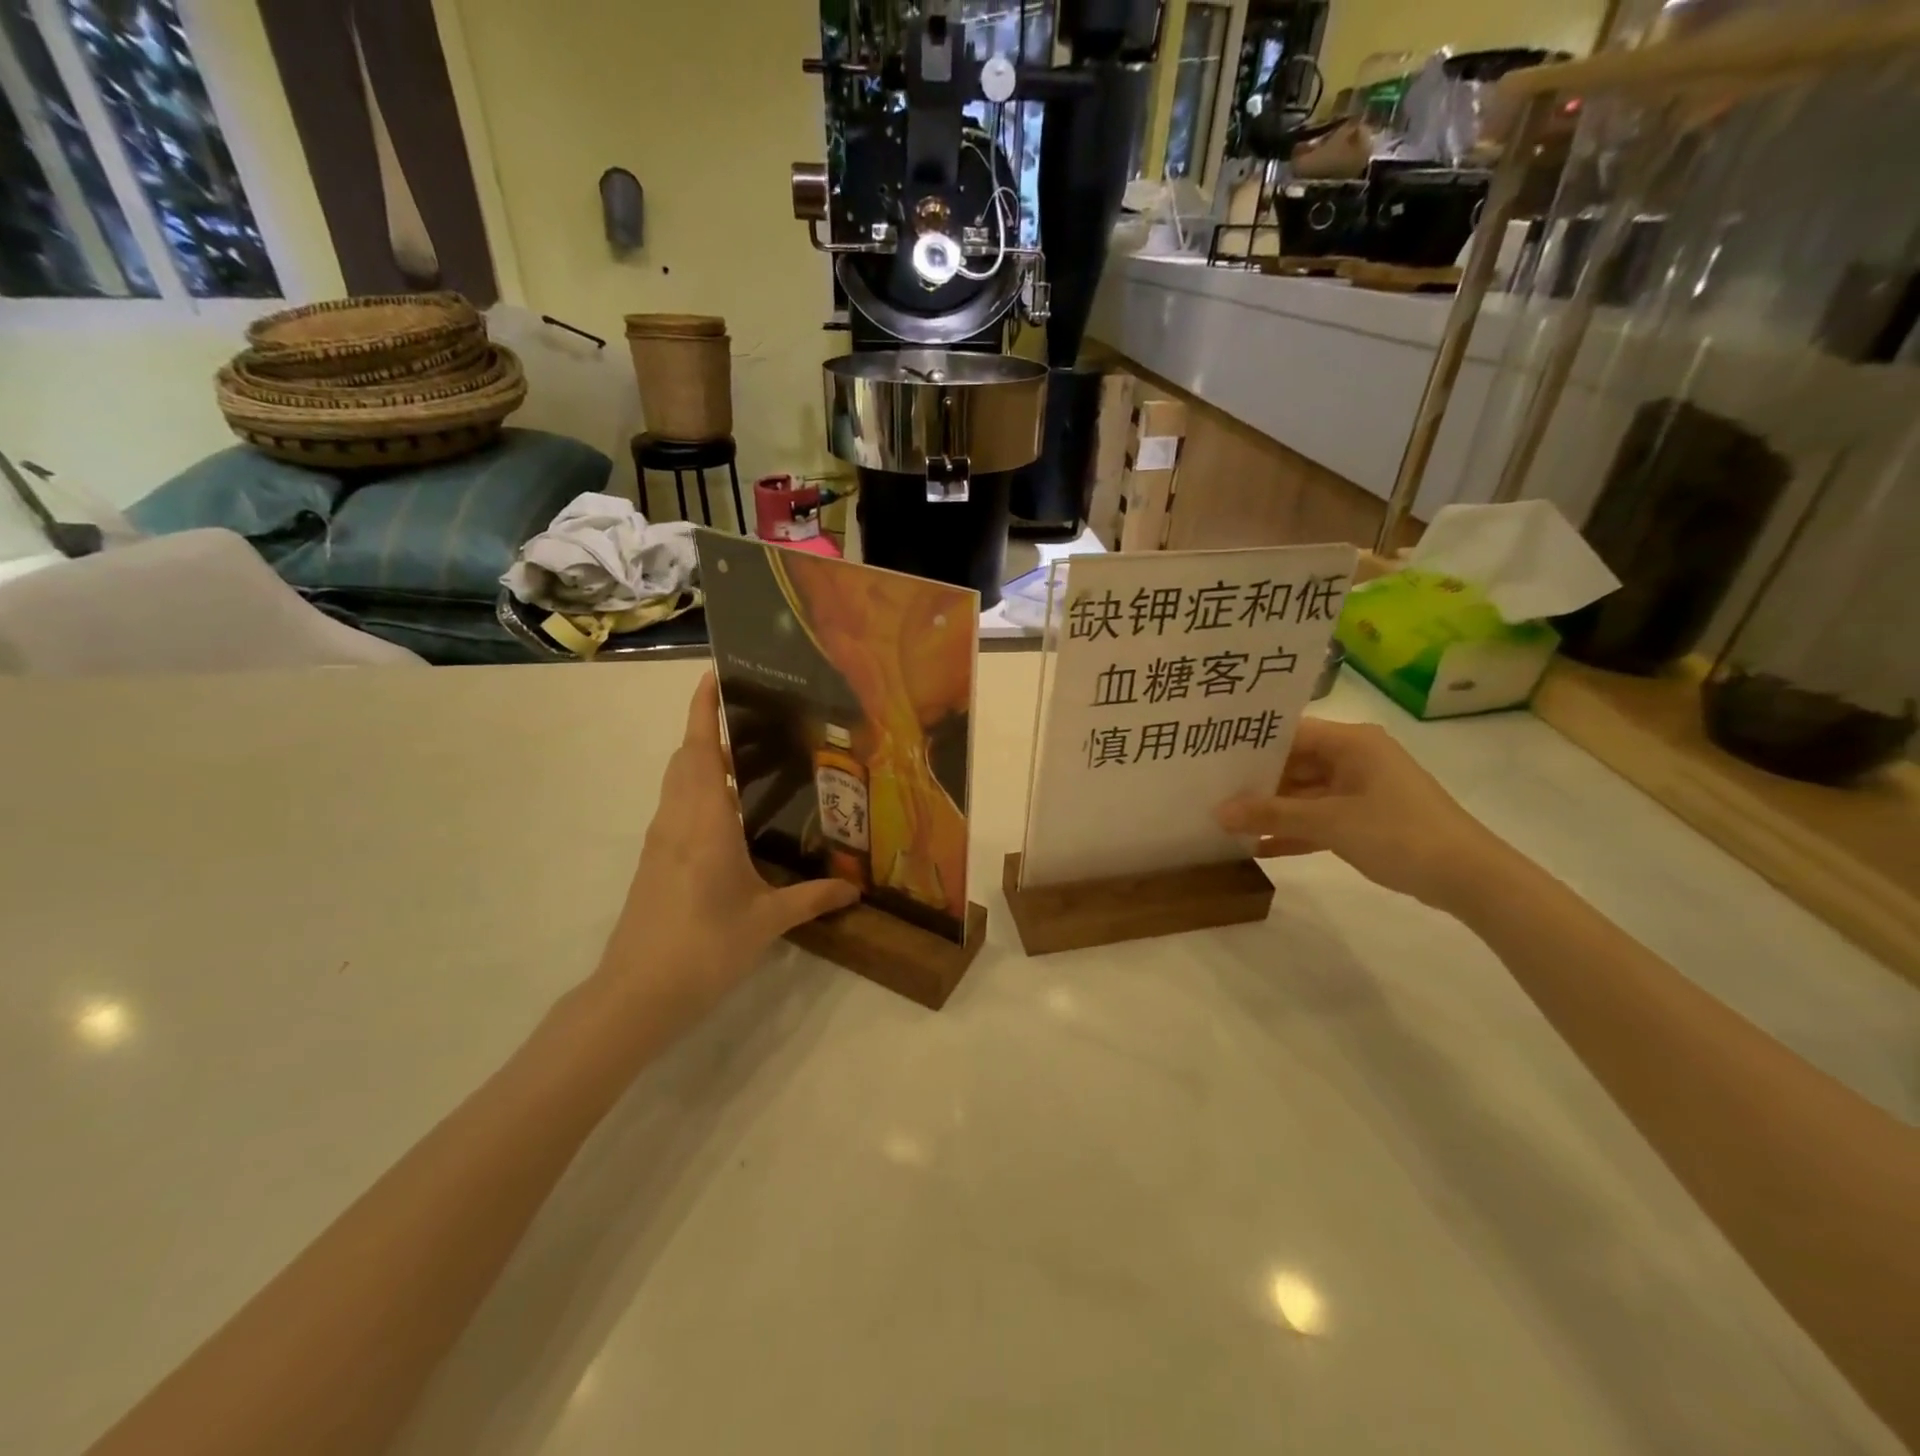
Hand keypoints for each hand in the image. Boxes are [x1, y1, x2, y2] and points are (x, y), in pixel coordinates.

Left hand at [595, 673, 857, 1025]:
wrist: (637, 993)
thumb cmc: (704, 947)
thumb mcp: (767, 921)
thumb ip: (813, 899)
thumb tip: (856, 889)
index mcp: (705, 822)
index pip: (700, 749)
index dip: (703, 710)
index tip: (714, 675)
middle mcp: (677, 820)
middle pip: (686, 759)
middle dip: (710, 731)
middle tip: (753, 721)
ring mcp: (660, 841)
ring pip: (677, 783)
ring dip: (703, 762)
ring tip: (748, 761)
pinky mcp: (653, 862)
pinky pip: (676, 809)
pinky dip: (698, 793)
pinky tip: (730, 816)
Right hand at [1214, 717, 1508, 911]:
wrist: (1469, 877)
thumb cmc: (1399, 833)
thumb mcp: (1330, 822)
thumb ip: (1272, 814)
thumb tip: (1218, 812)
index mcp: (1351, 743)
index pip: (1290, 732)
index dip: (1250, 743)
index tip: (1210, 753)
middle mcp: (1354, 758)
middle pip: (1294, 763)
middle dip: (1255, 780)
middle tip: (1208, 788)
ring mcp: (1360, 790)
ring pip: (1304, 794)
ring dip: (1271, 809)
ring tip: (1223, 817)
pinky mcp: (1364, 820)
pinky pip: (1318, 819)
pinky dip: (1293, 831)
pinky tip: (1257, 846)